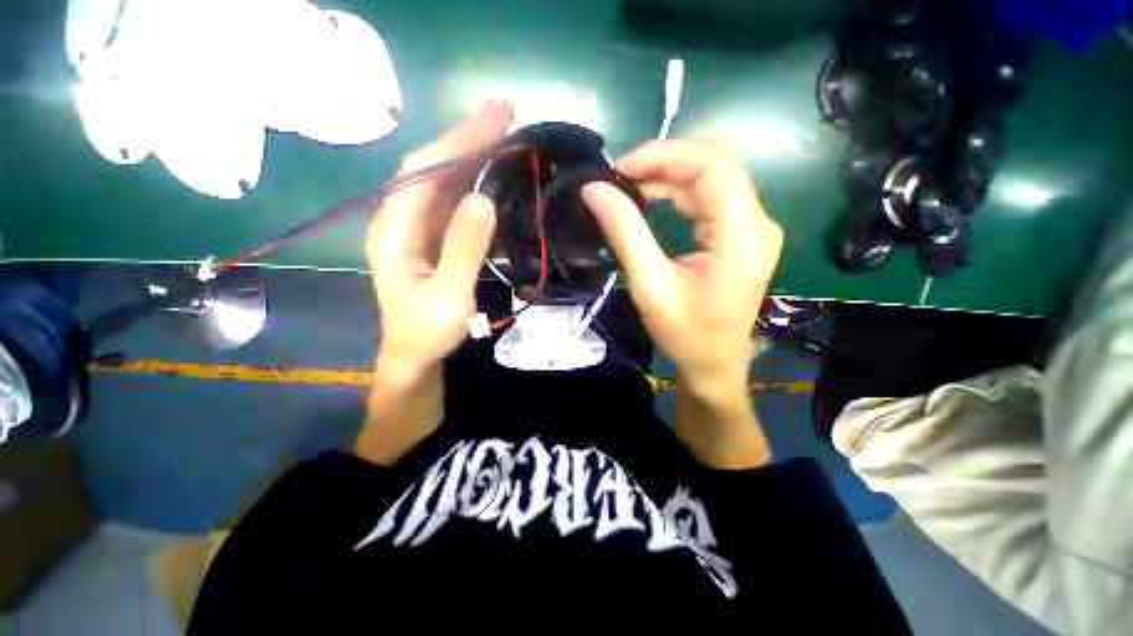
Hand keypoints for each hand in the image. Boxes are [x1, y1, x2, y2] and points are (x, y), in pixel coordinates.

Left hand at [367, 101, 512, 370]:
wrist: (415, 353)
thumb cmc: (427, 331)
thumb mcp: (448, 297)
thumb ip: (463, 250)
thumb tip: (483, 199)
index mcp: (393, 230)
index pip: (423, 171)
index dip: (457, 141)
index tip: (495, 118)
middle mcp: (399, 219)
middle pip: (430, 166)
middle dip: (466, 137)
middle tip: (506, 113)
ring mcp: (415, 226)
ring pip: (442, 179)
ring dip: (471, 154)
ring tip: (505, 134)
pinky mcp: (431, 235)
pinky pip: (451, 200)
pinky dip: (473, 180)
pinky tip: (493, 171)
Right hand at [581, 138, 782, 393]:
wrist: (715, 362)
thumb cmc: (685, 333)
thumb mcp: (649, 286)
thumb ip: (625, 233)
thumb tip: (594, 190)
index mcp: (742, 236)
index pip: (714, 165)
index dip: (666, 154)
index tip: (622, 167)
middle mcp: (757, 222)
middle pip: (717, 162)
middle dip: (666, 160)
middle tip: (622, 176)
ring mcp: (753, 226)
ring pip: (713, 175)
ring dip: (669, 174)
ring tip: (630, 186)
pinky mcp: (742, 232)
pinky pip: (711, 195)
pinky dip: (678, 190)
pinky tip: (651, 198)